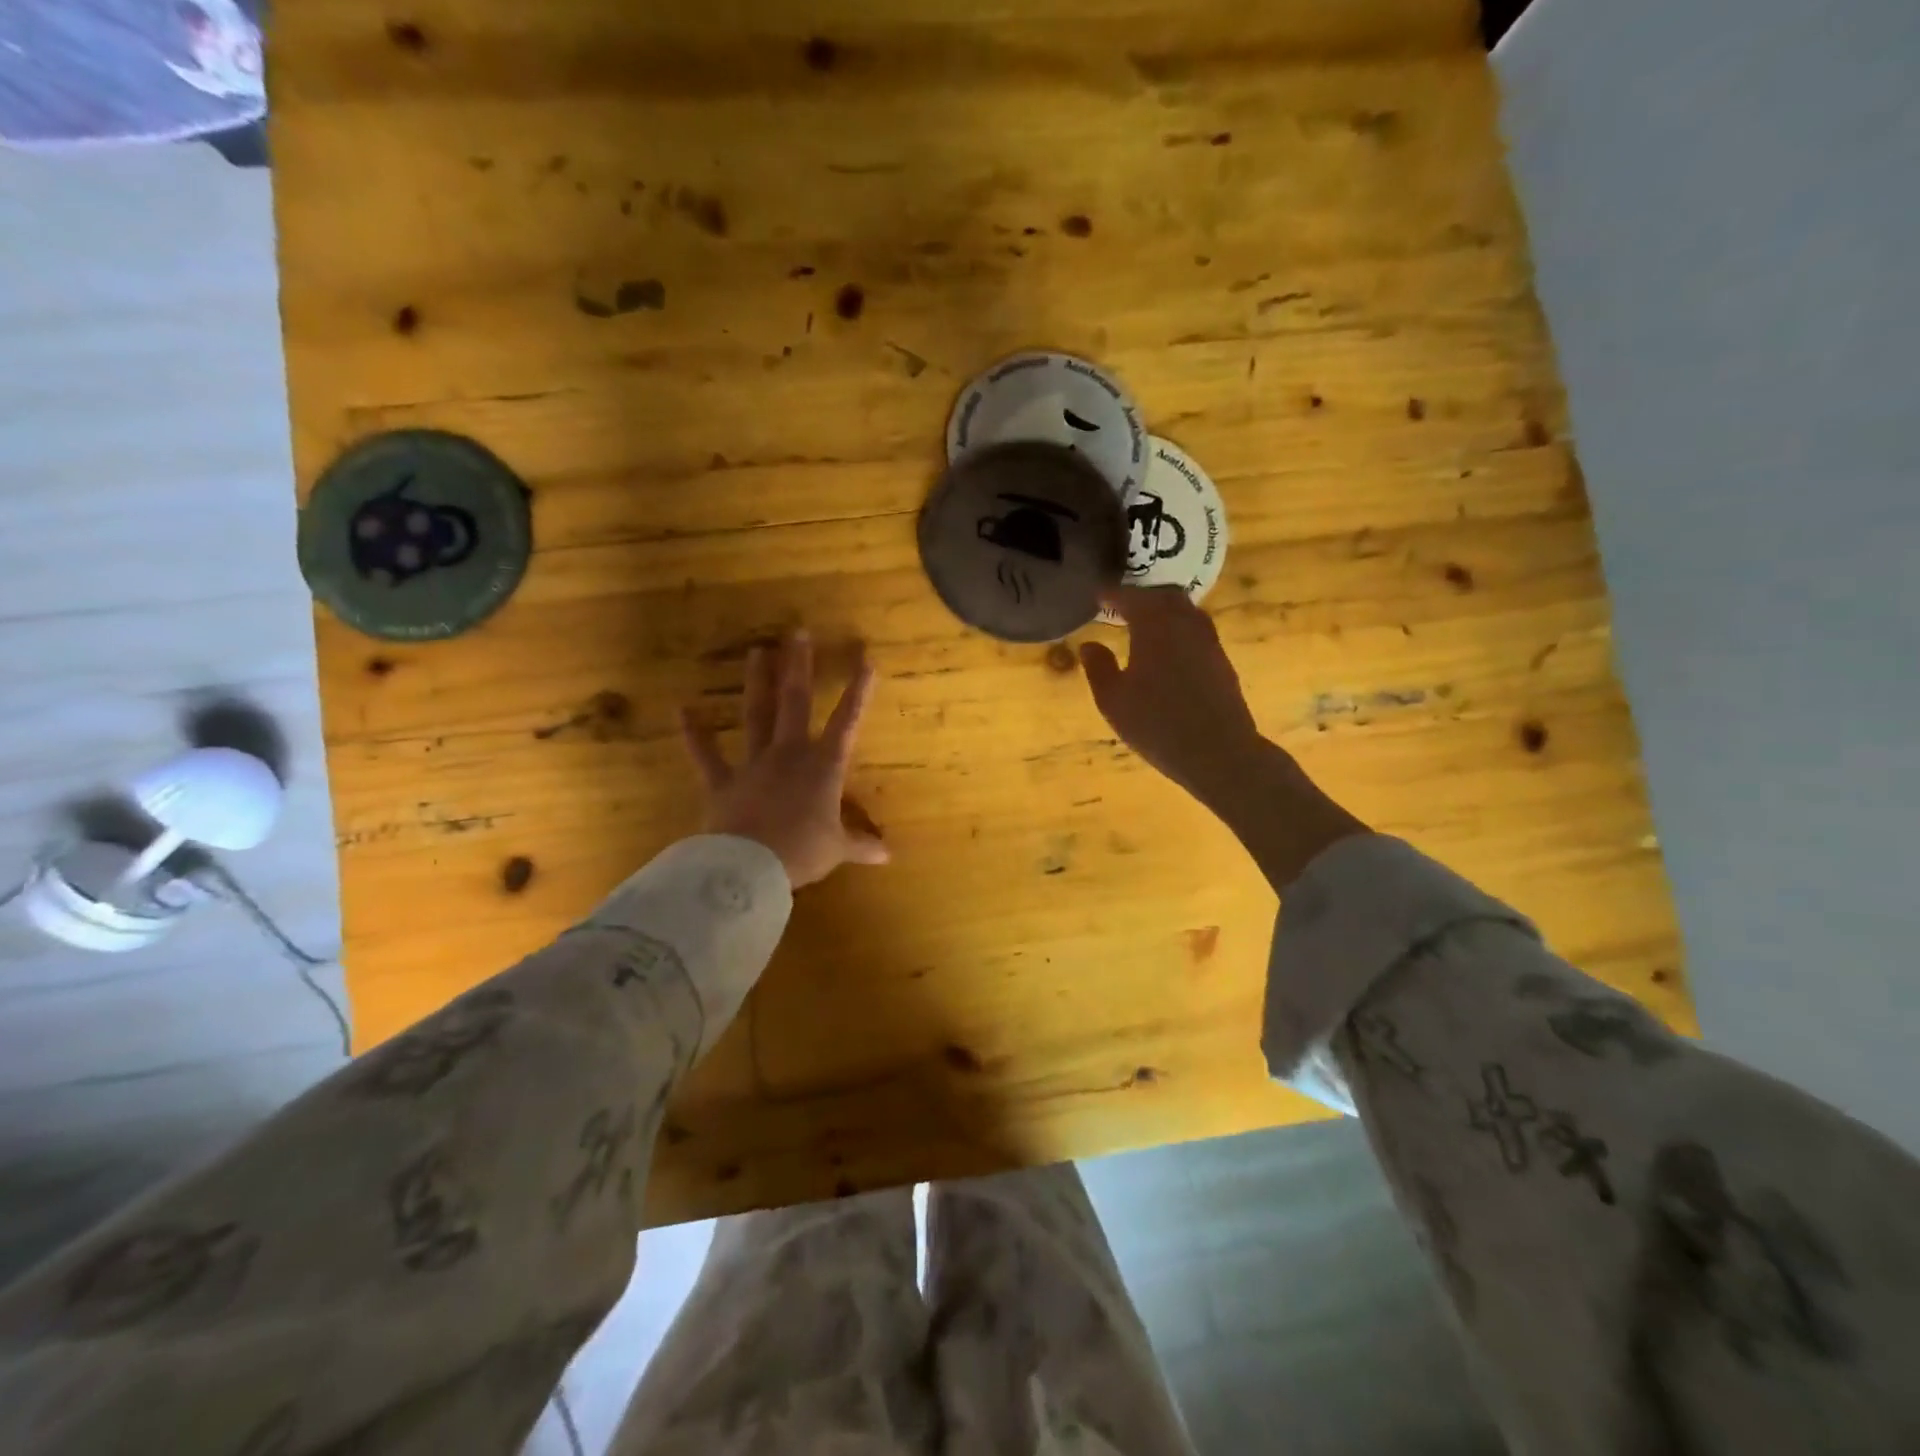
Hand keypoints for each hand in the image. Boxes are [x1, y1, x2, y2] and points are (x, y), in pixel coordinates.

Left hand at [680, 632, 889, 888]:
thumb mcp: (838, 850)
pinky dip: (694, 734)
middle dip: (799, 667)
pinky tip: (682, 709)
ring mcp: (754, 764)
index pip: (847, 722)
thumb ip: (861, 846)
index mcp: (823, 767)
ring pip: (757, 715)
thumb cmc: (803, 851)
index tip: (866, 659)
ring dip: (758, 683)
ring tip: (757, 652)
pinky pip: (706, 755)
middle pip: (795, 703)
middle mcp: (789, 754)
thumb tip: (888, 856)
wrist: (752, 866)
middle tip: (797, 633)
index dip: (859, 691)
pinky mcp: (723, 781)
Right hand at [1078, 586, 1264, 806]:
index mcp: (1155, 625)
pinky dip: (1179, 630)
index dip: (1112, 595)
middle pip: (1164, 596)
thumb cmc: (1156, 724)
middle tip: (1122, 608)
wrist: (1217, 752)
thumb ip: (1098, 667)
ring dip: (1164, 612)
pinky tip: (1168, 651)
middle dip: (1142, 597)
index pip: (1131, 597)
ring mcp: (1209, 641)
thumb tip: (1089, 644)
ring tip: (1144, 627)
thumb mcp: (1113, 700)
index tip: (1098, 597)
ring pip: (1185, 612)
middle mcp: (1185, 623)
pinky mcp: (1221, 661)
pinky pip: (1197, 631)